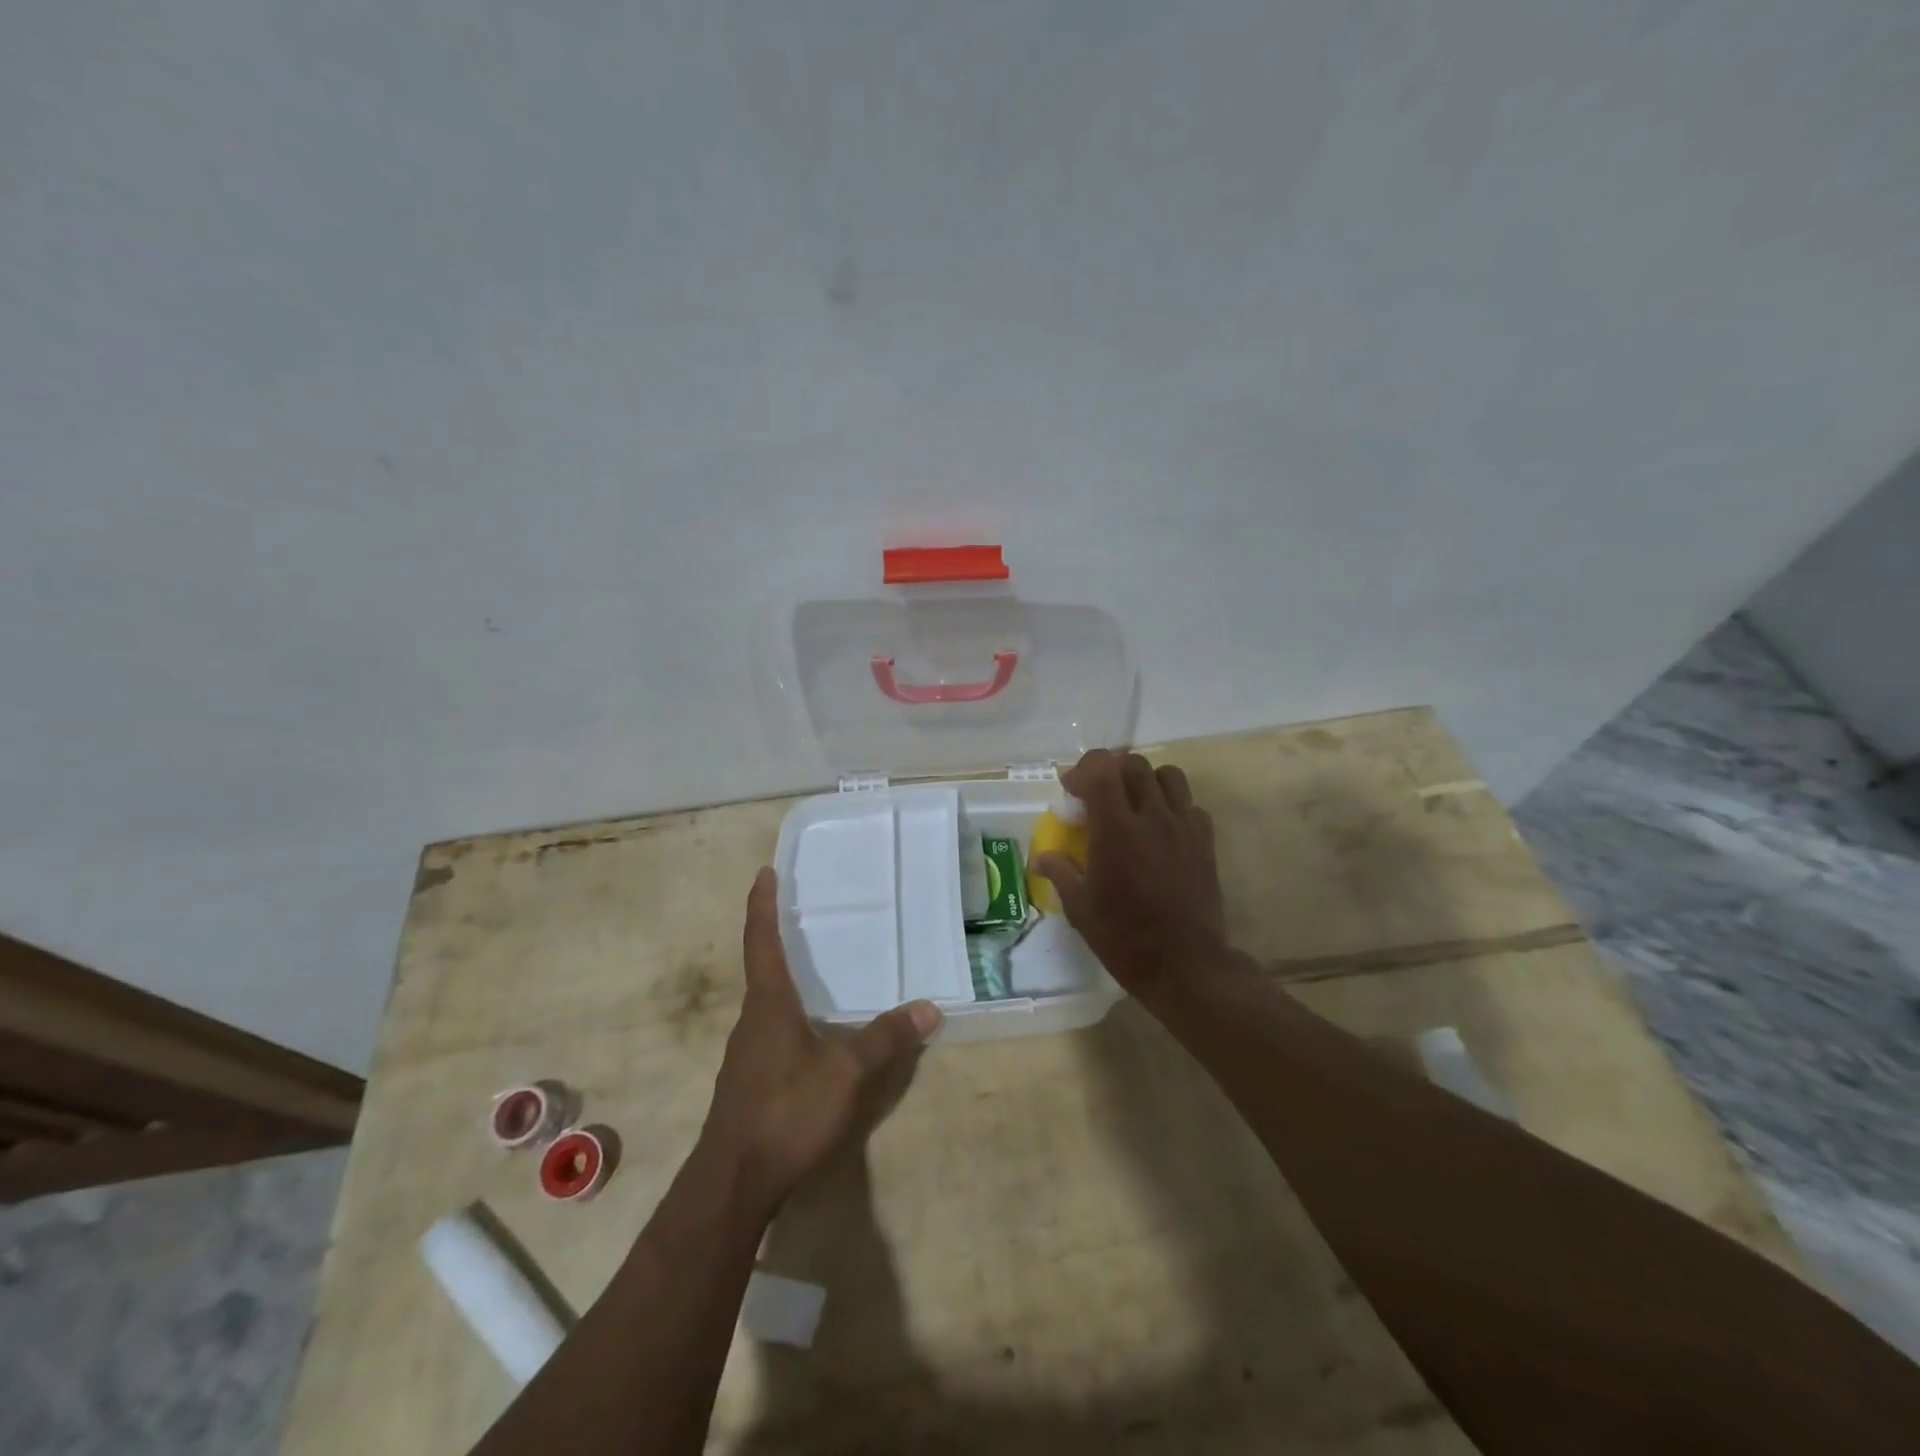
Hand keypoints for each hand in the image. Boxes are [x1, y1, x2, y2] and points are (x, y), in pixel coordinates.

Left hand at [702, 868, 939, 1212]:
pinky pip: (770, 1030)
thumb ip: (885, 1040)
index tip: (764, 872)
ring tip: (817, 968)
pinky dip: (790, 1014)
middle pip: (762, 967)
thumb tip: (928, 1008)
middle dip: (778, 937)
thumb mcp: (846, 1074)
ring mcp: (746, 1052)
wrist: (732, 1182)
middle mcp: (752, 1019)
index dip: (762, 905)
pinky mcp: (749, 1079)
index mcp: (768, 1004)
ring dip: (786, 979)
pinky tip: (813, 1031)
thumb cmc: (787, 1112)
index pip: (761, 941)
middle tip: (805, 913)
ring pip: (767, 1002)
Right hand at [1031, 749, 1227, 995]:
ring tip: (1134, 805)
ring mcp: (1183, 827)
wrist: (1185, 965)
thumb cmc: (1125, 938)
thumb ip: (1060, 872)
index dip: (1083, 770)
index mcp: (1115, 830)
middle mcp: (1152, 818)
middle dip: (1111, 771)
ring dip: (1145, 781)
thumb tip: (1041, 858)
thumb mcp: (1080, 908)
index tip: (1073, 793)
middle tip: (1099, 797)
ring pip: (1168, 775)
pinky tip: (1161, 831)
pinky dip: (1173, 807)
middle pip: (1134, 764)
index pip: (1101, 768)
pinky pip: (1190, 805)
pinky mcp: (1205, 842)